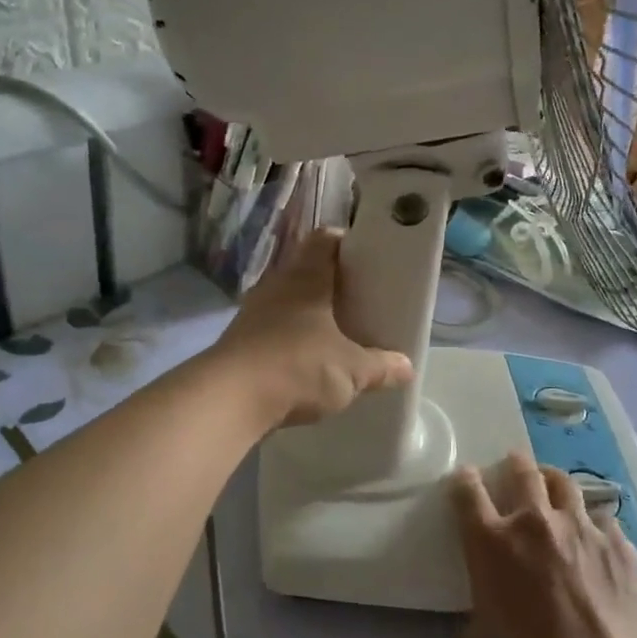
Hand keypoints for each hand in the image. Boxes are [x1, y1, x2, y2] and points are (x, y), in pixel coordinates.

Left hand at [212, 229, 414, 429]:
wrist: (229, 398)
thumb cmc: (298, 367)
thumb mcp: (351, 370)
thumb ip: (381, 366)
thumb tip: (407, 367)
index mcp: (306, 277)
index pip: (325, 239)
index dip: (346, 242)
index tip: (366, 259)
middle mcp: (277, 285)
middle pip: (305, 269)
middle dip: (331, 282)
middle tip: (357, 300)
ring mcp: (253, 311)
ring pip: (286, 299)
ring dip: (307, 312)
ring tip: (334, 332)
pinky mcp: (239, 339)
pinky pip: (271, 327)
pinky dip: (288, 337)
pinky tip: (303, 359)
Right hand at [453, 455, 636, 637]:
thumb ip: (473, 616)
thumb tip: (473, 620)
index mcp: (490, 541)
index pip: (468, 491)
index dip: (465, 480)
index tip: (467, 480)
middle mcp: (534, 522)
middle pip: (522, 471)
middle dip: (515, 465)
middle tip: (515, 468)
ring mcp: (581, 529)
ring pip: (565, 484)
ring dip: (554, 484)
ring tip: (554, 490)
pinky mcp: (619, 546)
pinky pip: (604, 521)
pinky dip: (594, 526)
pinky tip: (596, 543)